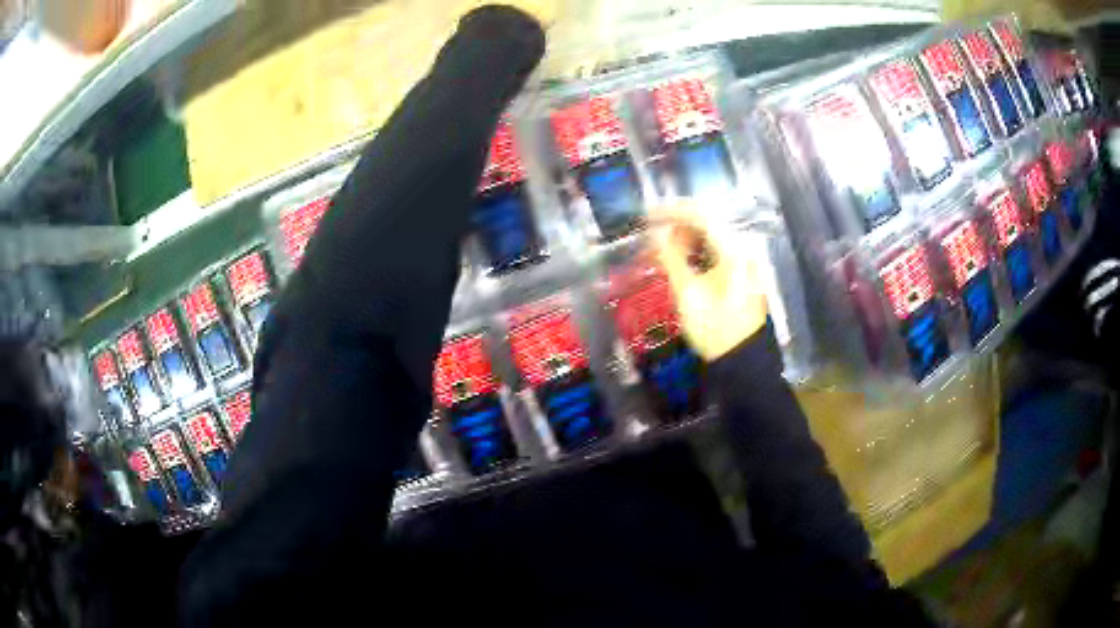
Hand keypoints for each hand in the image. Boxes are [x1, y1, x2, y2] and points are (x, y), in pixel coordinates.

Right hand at [651, 205, 768, 361]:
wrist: (743, 360)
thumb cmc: (714, 329)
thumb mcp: (687, 295)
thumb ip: (670, 258)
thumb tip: (656, 234)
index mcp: (734, 251)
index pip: (701, 216)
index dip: (671, 212)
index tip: (647, 216)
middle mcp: (745, 248)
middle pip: (709, 222)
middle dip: (678, 224)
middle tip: (652, 232)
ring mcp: (748, 260)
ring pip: (714, 236)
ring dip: (688, 236)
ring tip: (663, 247)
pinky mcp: (746, 272)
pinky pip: (720, 249)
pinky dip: (700, 249)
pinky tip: (684, 258)